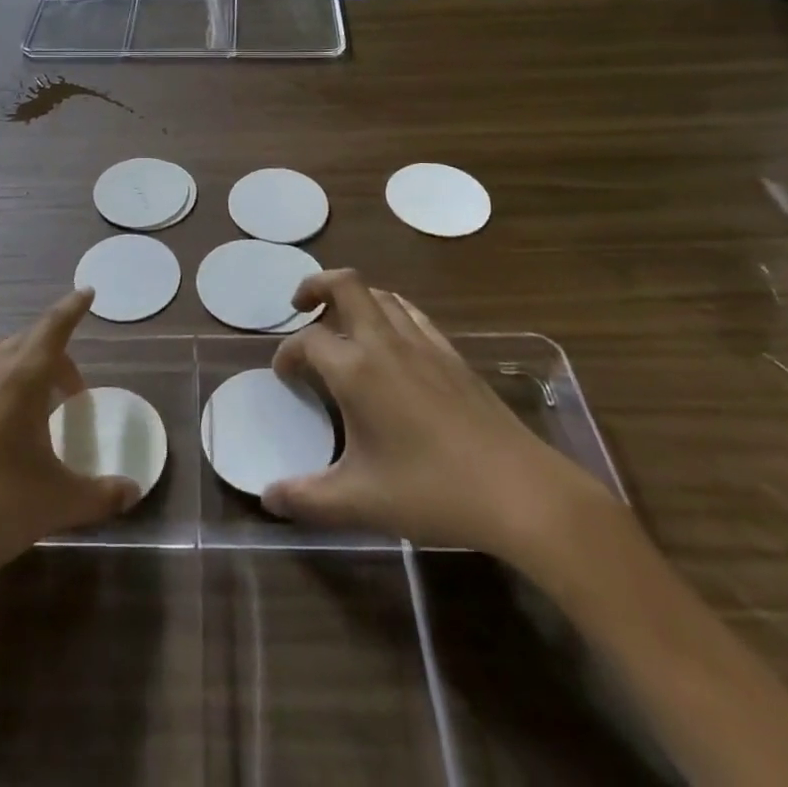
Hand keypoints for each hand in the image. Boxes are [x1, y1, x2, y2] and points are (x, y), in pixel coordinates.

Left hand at [0, 288, 138, 590]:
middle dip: (48, 357)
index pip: (54, 330)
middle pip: (22, 344)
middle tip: (63, 392)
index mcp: (21, 380)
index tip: (86, 293)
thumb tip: (133, 491)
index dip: (72, 310)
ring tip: (9, 383)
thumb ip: (99, 494)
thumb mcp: (55, 504)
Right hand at [261, 270, 617, 567]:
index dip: (287, 354)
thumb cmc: (432, 491)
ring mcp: (422, 343)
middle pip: (345, 284)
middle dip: (316, 286)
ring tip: (341, 324)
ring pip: (380, 294)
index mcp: (356, 369)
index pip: (306, 341)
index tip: (284, 377)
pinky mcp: (451, 354)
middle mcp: (384, 342)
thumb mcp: (360, 502)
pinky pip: (411, 313)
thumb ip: (307, 498)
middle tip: (301, 307)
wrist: (519, 490)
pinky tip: (390, 342)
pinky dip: (388, 312)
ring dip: (353, 298)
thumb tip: (268, 498)